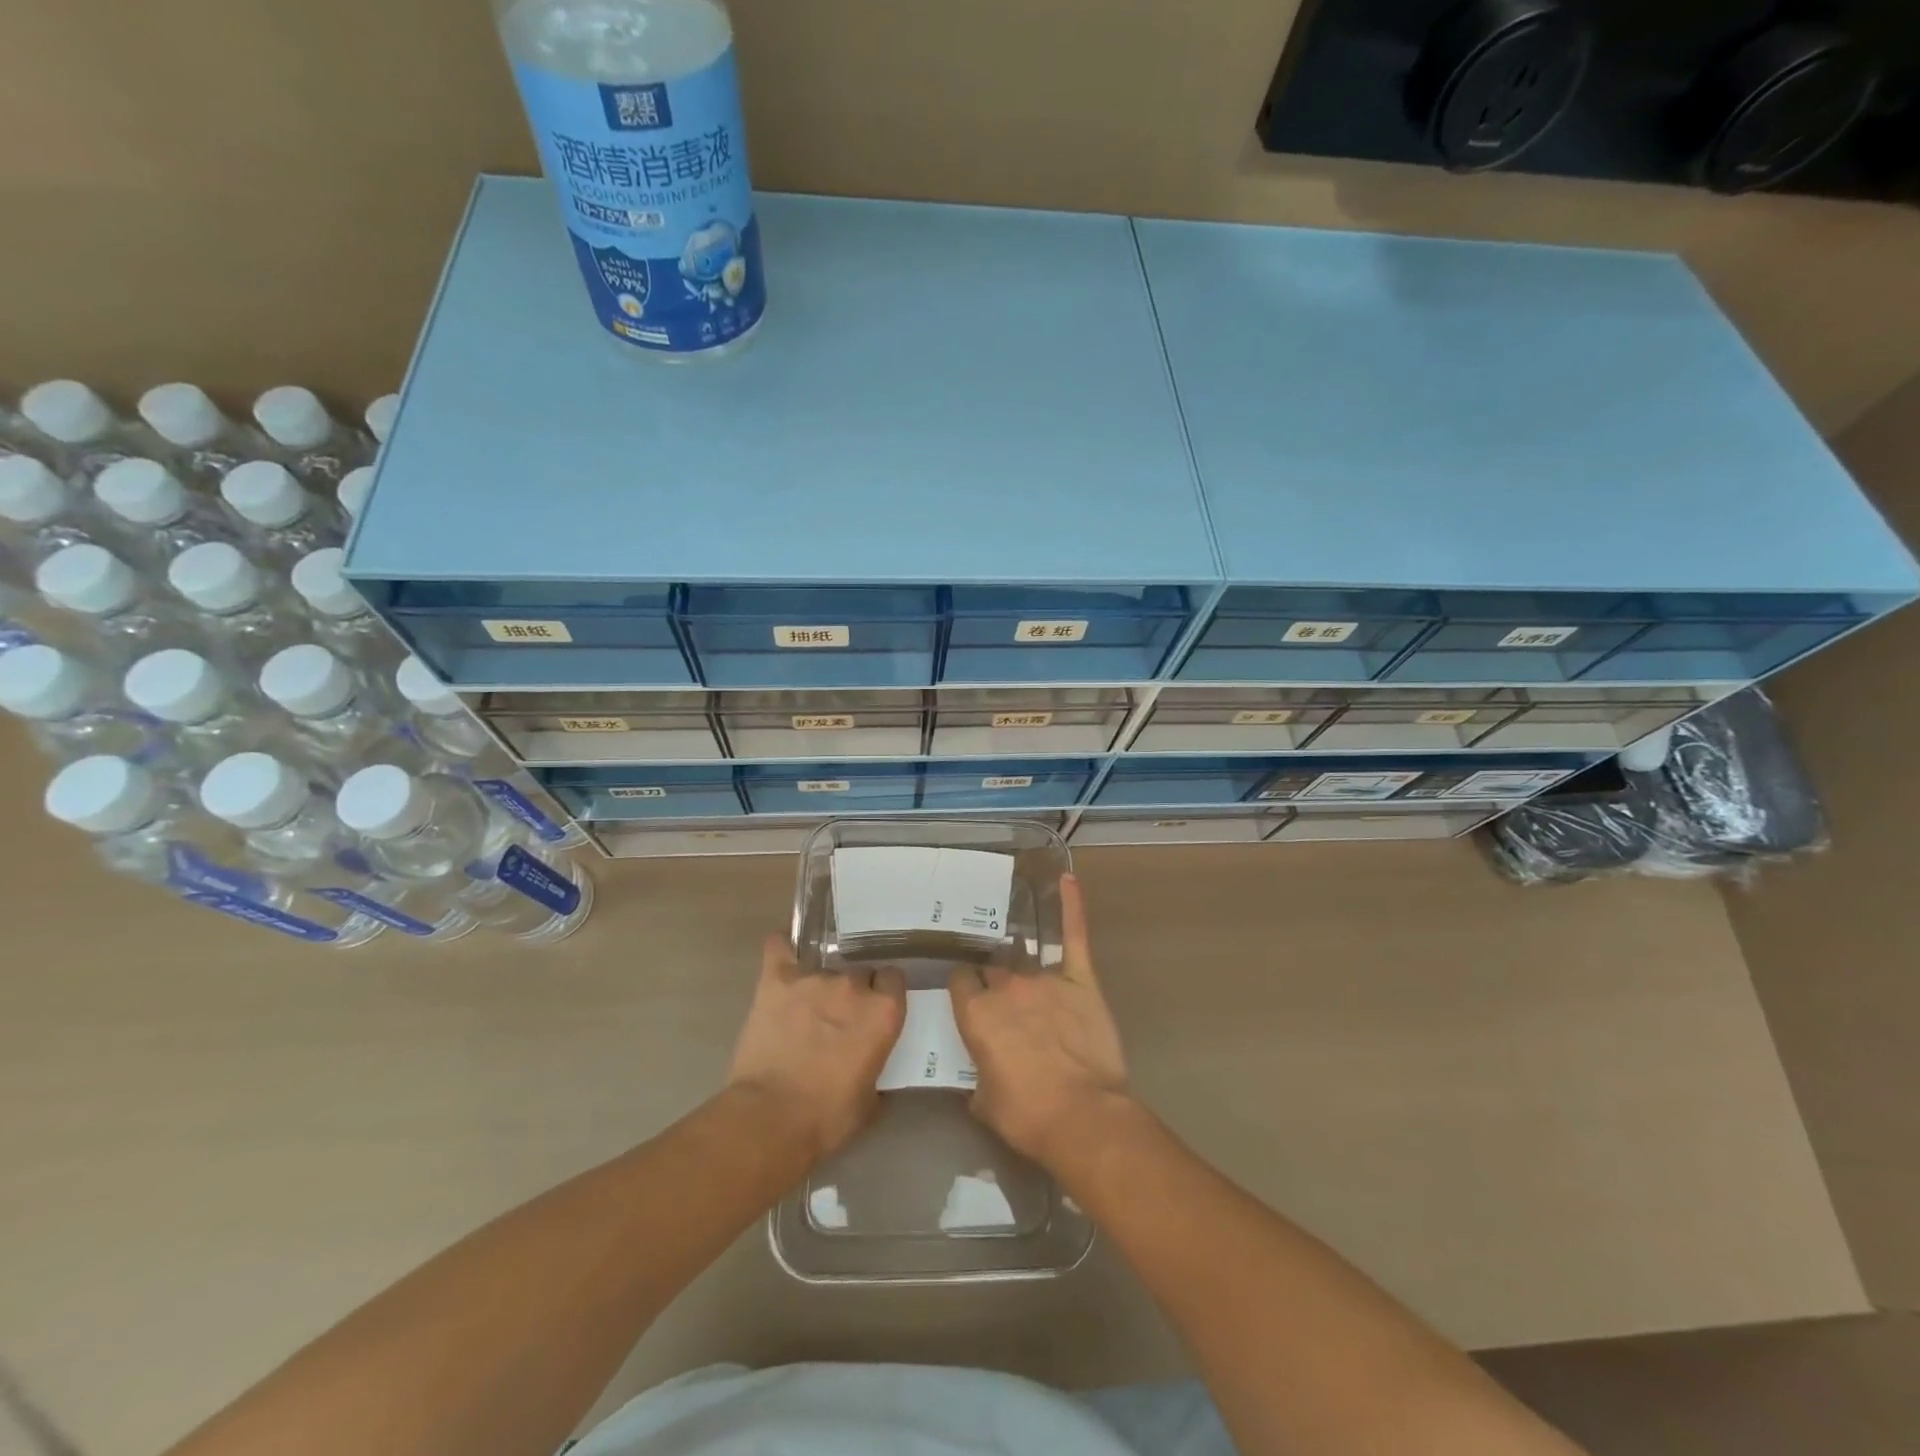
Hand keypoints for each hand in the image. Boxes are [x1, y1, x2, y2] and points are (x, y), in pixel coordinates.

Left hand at [726, 937, 906, 1161]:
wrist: (770, 1119)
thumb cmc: (827, 1118)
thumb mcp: (870, 1098)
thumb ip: (877, 1062)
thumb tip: (873, 1057)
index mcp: (883, 1011)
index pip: (894, 979)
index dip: (885, 992)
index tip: (877, 1007)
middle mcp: (853, 985)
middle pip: (860, 972)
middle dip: (853, 990)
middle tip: (840, 1016)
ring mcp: (813, 977)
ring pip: (824, 966)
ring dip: (820, 983)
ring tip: (807, 1005)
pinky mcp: (776, 979)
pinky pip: (779, 946)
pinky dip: (782, 946)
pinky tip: (784, 949)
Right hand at [949, 875, 1130, 1167]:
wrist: (1084, 1117)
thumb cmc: (1028, 1116)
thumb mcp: (984, 1102)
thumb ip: (976, 1072)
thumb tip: (979, 1068)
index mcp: (977, 1013)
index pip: (960, 981)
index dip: (964, 989)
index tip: (968, 997)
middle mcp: (1006, 987)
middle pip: (992, 969)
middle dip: (993, 981)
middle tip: (1000, 996)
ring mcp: (1045, 979)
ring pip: (1024, 958)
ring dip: (1020, 961)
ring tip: (1016, 946)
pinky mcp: (1081, 980)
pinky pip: (1074, 935)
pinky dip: (1072, 905)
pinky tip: (1067, 878)